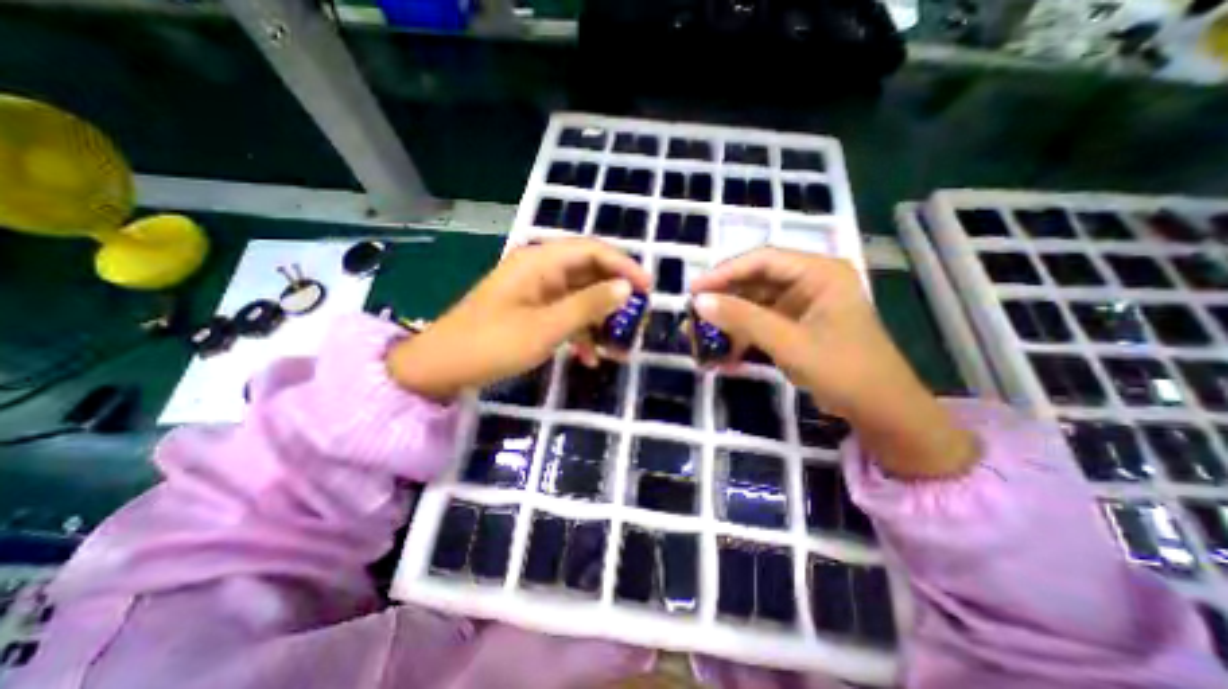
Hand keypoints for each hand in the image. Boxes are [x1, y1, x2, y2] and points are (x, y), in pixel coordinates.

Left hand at [388, 238, 650, 399]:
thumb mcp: (546, 327)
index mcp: (540, 260)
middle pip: (589, 272)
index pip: (593, 251)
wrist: (443, 367)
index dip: (624, 266)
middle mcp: (540, 268)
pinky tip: (590, 357)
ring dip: (600, 320)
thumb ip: (588, 305)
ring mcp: (536, 290)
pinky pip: (566, 314)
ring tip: (619, 346)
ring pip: (580, 296)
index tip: (648, 289)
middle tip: (638, 318)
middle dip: (615, 296)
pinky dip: (581, 332)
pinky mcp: (533, 309)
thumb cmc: (493, 343)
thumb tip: (625, 288)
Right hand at [688, 247, 980, 477]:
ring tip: (699, 338)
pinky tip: (724, 355)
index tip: (693, 290)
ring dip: (728, 322)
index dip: (724, 273)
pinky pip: (760, 324)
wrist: (880, 412)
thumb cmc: (844, 370)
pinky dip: (741, 337)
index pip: (762, 260)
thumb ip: (743, 319)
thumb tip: (699, 302)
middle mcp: (809, 282)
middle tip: (692, 315)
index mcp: (819, 272)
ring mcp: (802, 305)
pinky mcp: (795, 326)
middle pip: (755, 281)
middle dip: (722, 300)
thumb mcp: (789, 343)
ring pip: (754, 304)